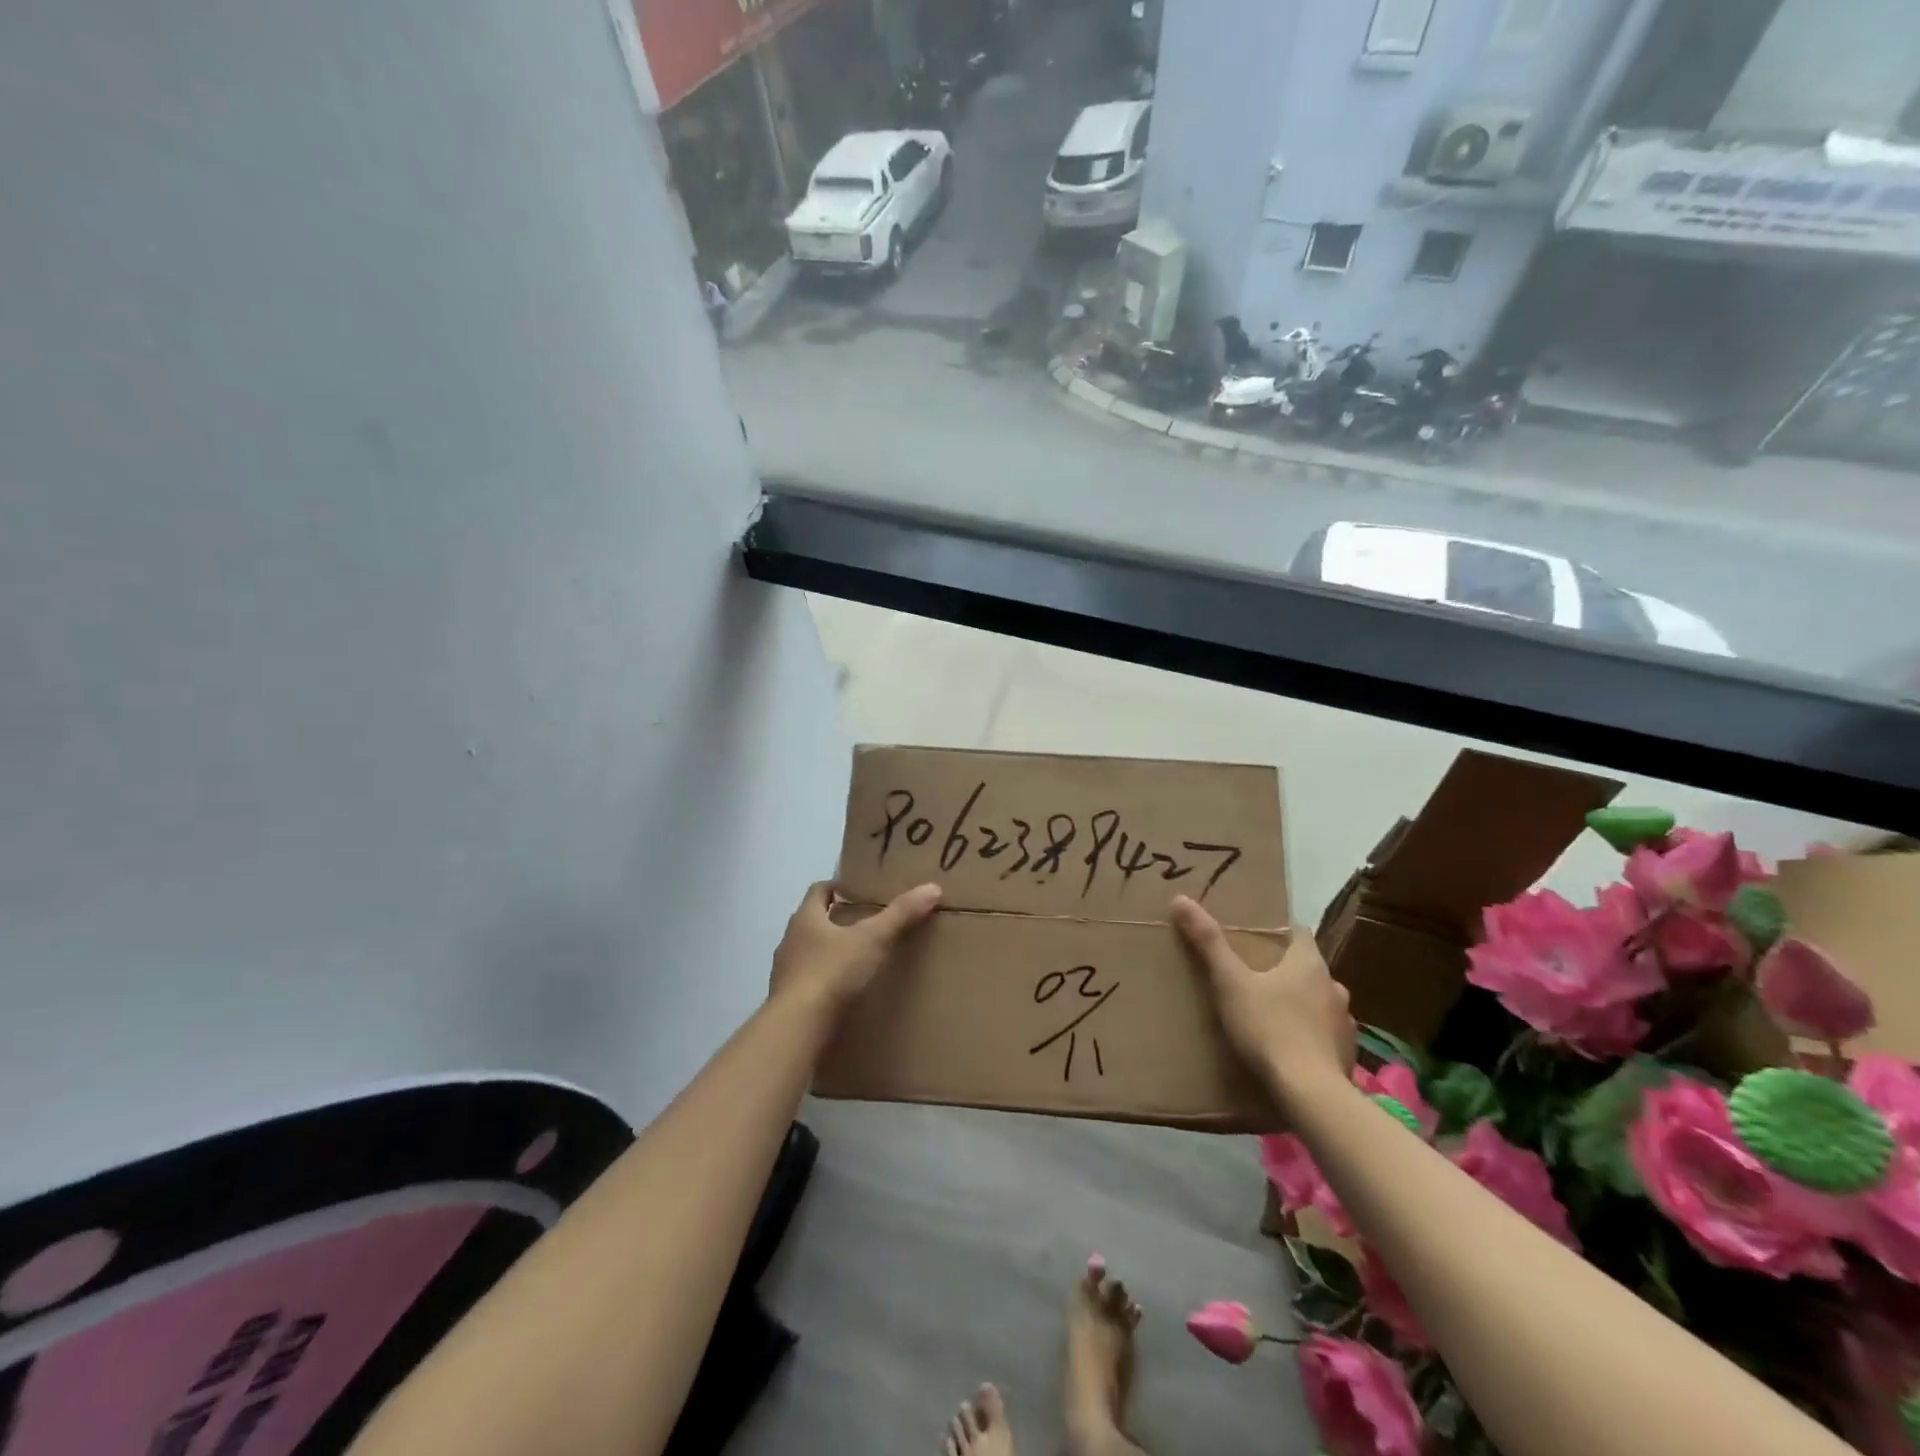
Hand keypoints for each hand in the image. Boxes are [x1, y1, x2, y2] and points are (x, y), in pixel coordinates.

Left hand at [770, 880, 941, 1014]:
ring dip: (828, 953)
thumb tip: (932, 888)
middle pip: (813, 921)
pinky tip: (842, 993)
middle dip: (836, 920)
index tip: (858, 892)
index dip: (837, 887)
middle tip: (866, 924)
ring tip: (857, 960)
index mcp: (805, 918)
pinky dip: (824, 982)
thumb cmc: (832, 972)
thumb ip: (900, 914)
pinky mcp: (787, 1000)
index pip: (818, 891)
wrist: (798, 1026)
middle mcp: (790, 940)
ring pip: (808, 953)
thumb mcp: (873, 939)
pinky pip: (807, 982)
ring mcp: (784, 972)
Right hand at [1170, 896, 1352, 1106]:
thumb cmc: (1269, 1028)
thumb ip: (1208, 942)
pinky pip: (1326, 1033)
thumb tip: (1181, 899)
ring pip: (1319, 1001)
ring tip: (1270, 1015)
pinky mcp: (1347, 1054)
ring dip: (1300, 1003)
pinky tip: (1290, 1048)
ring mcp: (1345, 1022)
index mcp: (1309, 962)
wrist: (1311, 1093)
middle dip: (1284, 970)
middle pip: (1307, 967)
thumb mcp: (1230, 982)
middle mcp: (1334, 986)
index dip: (1278, 931)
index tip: (1255, 937)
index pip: (1298, 932)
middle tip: (1254, 978)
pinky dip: (1310, 1034)